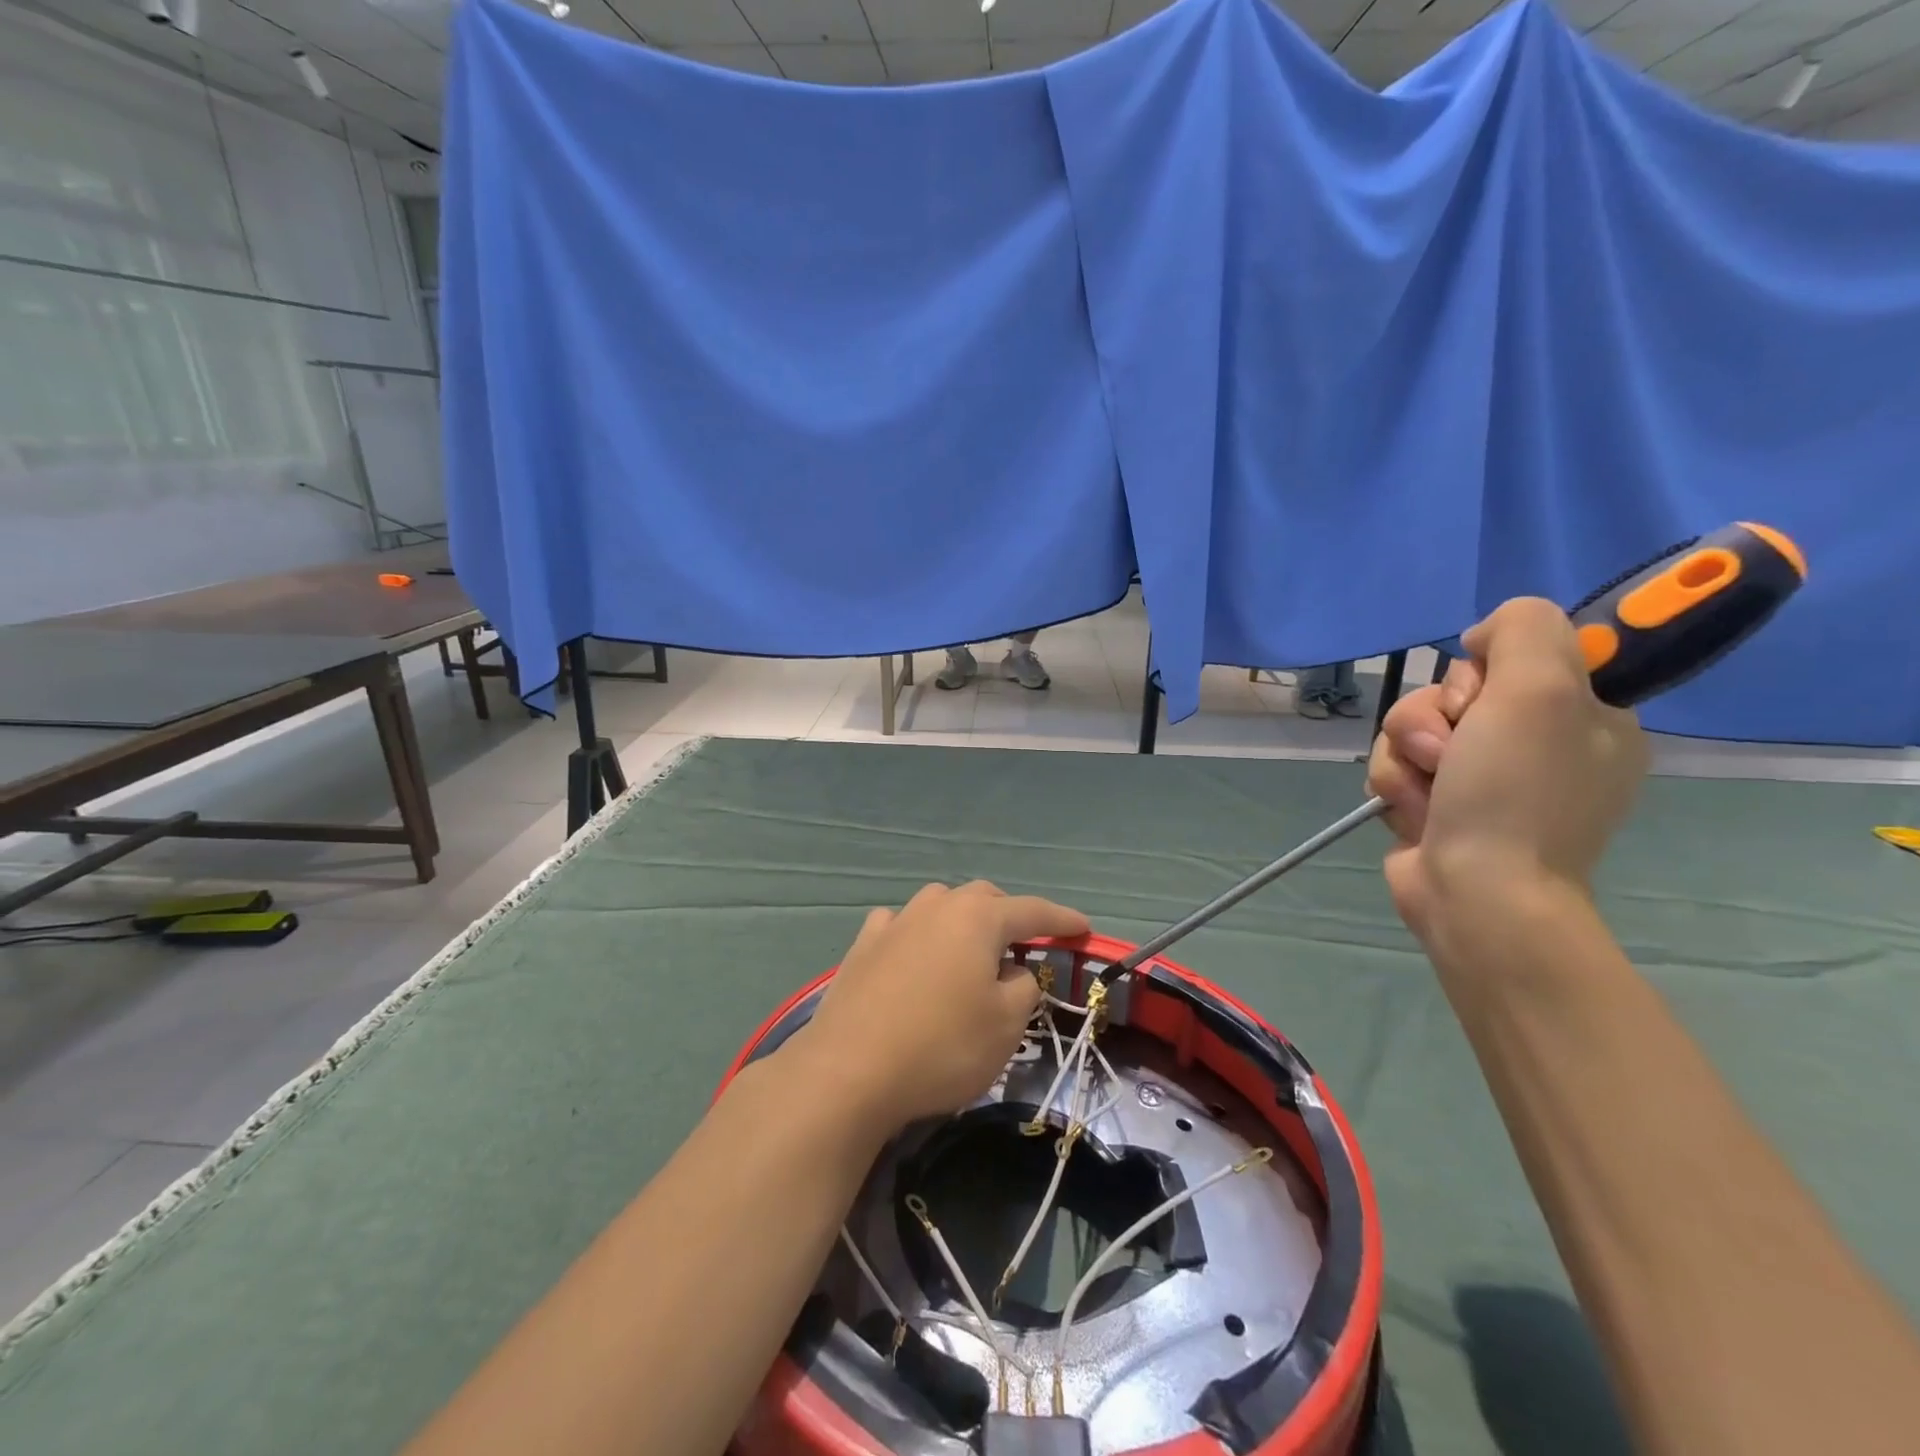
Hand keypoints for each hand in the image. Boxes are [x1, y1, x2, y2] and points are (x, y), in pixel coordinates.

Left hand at [793, 881, 1088, 1136]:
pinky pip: (901, 925)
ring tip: (970, 953)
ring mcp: (895, 922)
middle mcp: (936, 906)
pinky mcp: (863, 945)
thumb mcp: (1005, 1024)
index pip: (1032, 911)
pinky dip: (918, 934)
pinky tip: (914, 954)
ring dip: (962, 922)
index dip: (1061, 920)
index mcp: (978, 917)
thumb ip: (1023, 987)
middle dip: (1009, 917)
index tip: (1083, 928)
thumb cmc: (942, 1046)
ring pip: (940, 906)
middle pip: (984, 899)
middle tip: (1023, 948)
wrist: (849, 1070)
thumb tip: (1012, 970)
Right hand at [1365, 598, 1648, 941]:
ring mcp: (1483, 777)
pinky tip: (1414, 811)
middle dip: (1436, 714)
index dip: (1490, 668)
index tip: (1491, 694)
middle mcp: (1536, 742)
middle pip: (1455, 688)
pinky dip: (1395, 782)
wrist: (1477, 892)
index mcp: (1586, 716)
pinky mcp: (1437, 803)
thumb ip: (1525, 629)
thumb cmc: (1516, 793)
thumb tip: (1482, 639)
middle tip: (1453, 750)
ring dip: (1407, 751)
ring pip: (1415, 725)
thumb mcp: (1541, 689)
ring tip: (1427, 788)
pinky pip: (1397, 763)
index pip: (1520, 654)